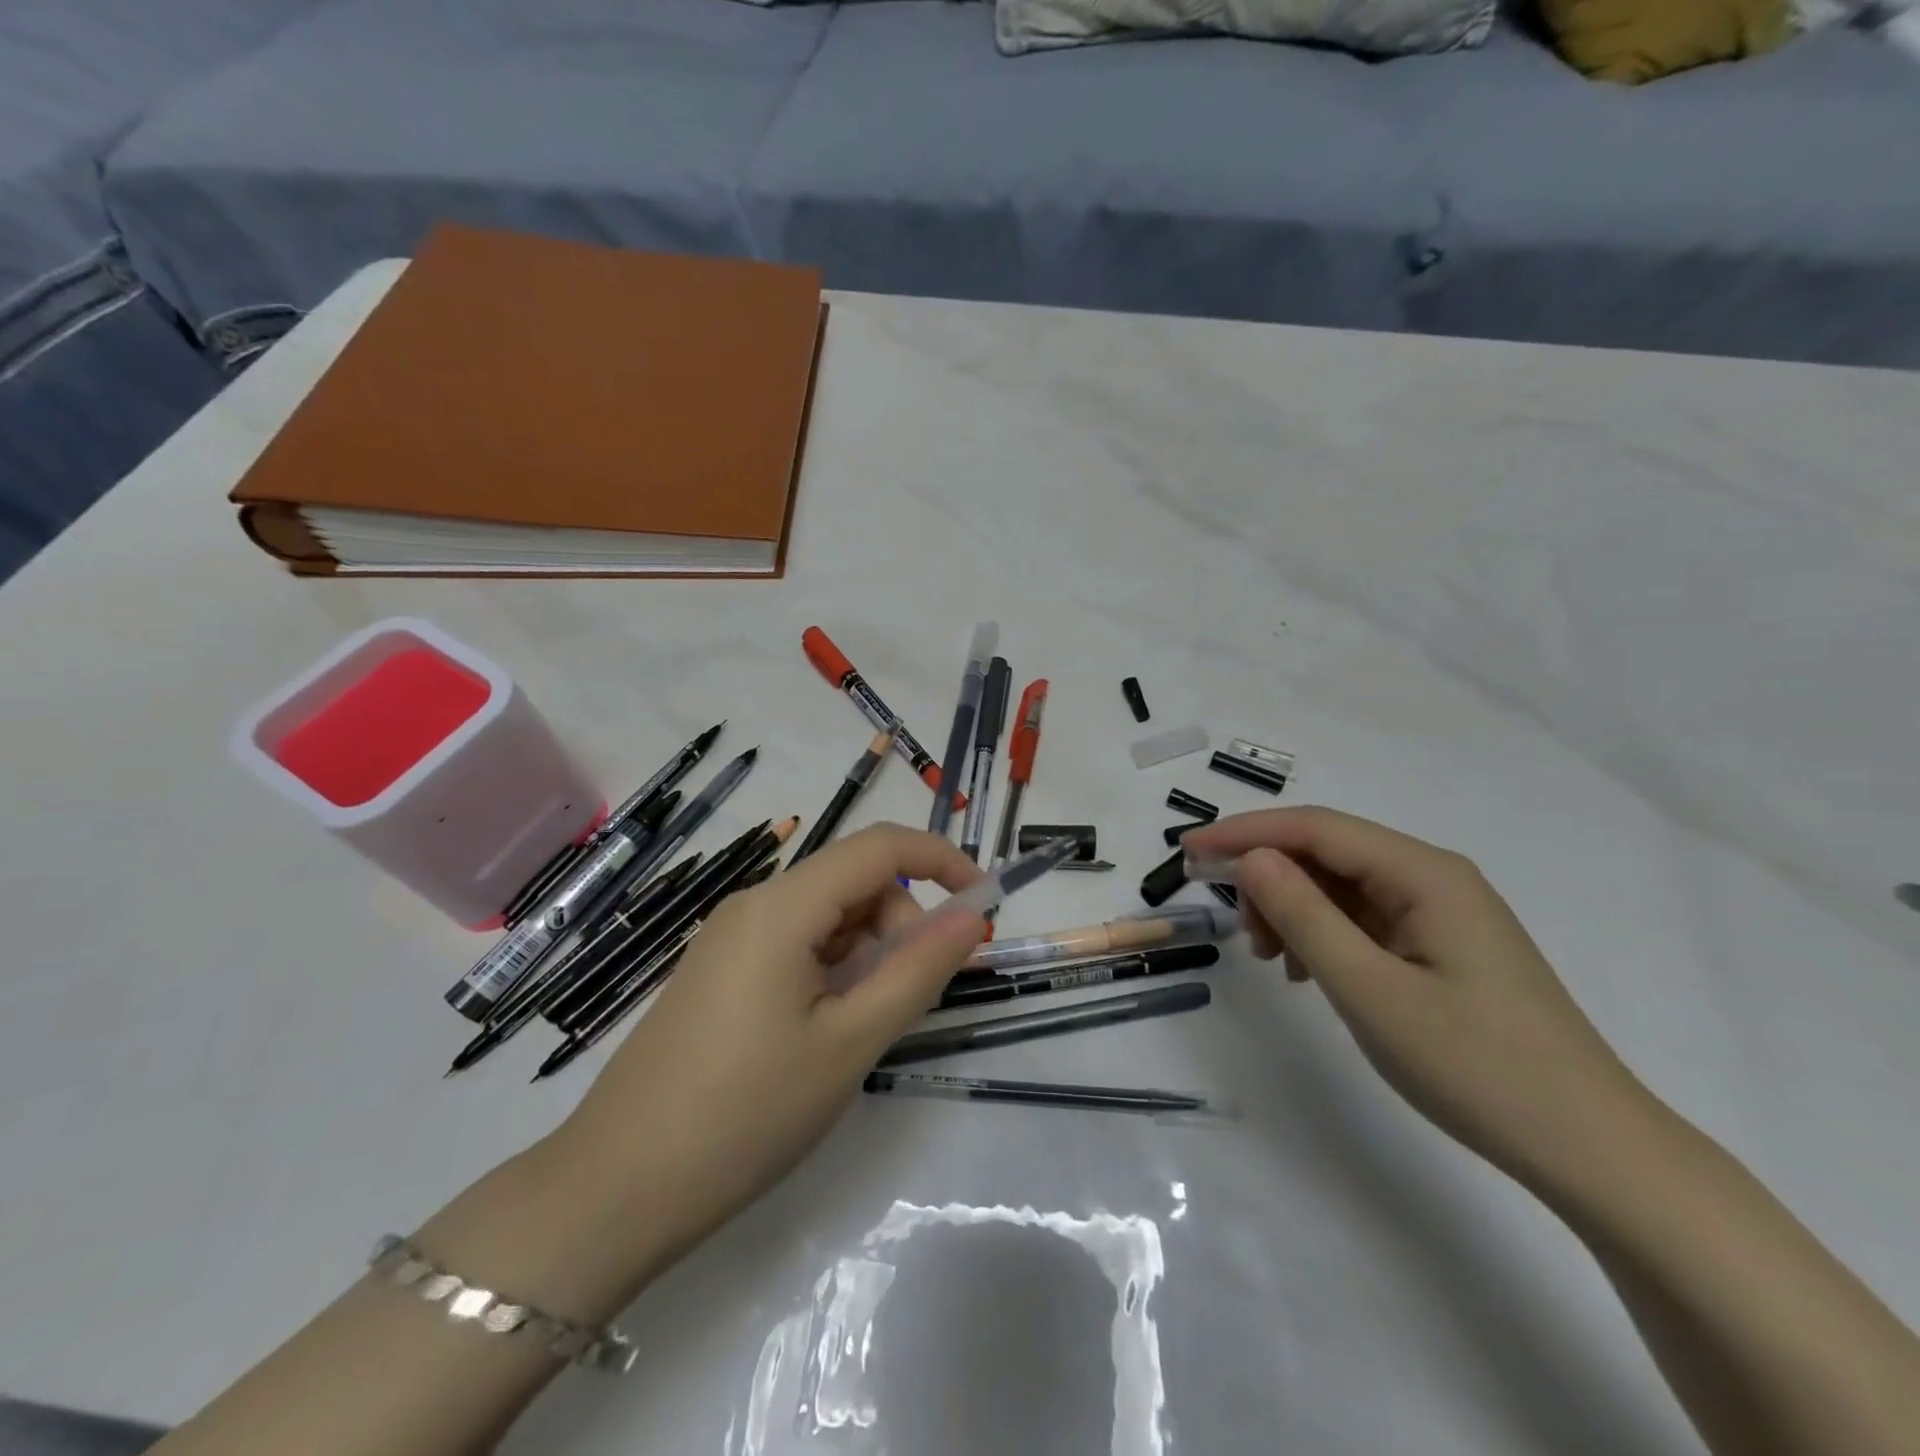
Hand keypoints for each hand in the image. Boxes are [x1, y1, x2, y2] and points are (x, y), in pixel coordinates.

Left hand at [558, 823, 985, 1266]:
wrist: (616, 1190)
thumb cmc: (746, 1113)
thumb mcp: (850, 1043)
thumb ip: (918, 971)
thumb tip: (972, 916)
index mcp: (782, 906)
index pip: (880, 846)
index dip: (941, 859)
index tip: (984, 904)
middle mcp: (754, 904)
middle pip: (854, 882)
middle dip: (901, 923)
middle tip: (910, 997)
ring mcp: (732, 938)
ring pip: (828, 916)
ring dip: (868, 953)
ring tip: (861, 1027)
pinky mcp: (722, 971)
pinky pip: (798, 945)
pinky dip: (834, 970)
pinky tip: (827, 1030)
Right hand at [1182, 806, 1652, 1192]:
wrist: (1590, 1149)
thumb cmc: (1476, 1066)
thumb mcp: (1369, 990)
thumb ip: (1303, 916)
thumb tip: (1251, 859)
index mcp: (1424, 873)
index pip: (1315, 828)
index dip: (1246, 832)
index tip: (1190, 851)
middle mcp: (1434, 877)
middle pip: (1329, 852)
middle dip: (1270, 878)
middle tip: (1235, 928)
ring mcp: (1442, 912)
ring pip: (1343, 886)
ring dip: (1293, 909)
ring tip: (1270, 959)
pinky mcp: (1443, 945)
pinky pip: (1365, 919)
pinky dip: (1323, 934)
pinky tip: (1306, 971)